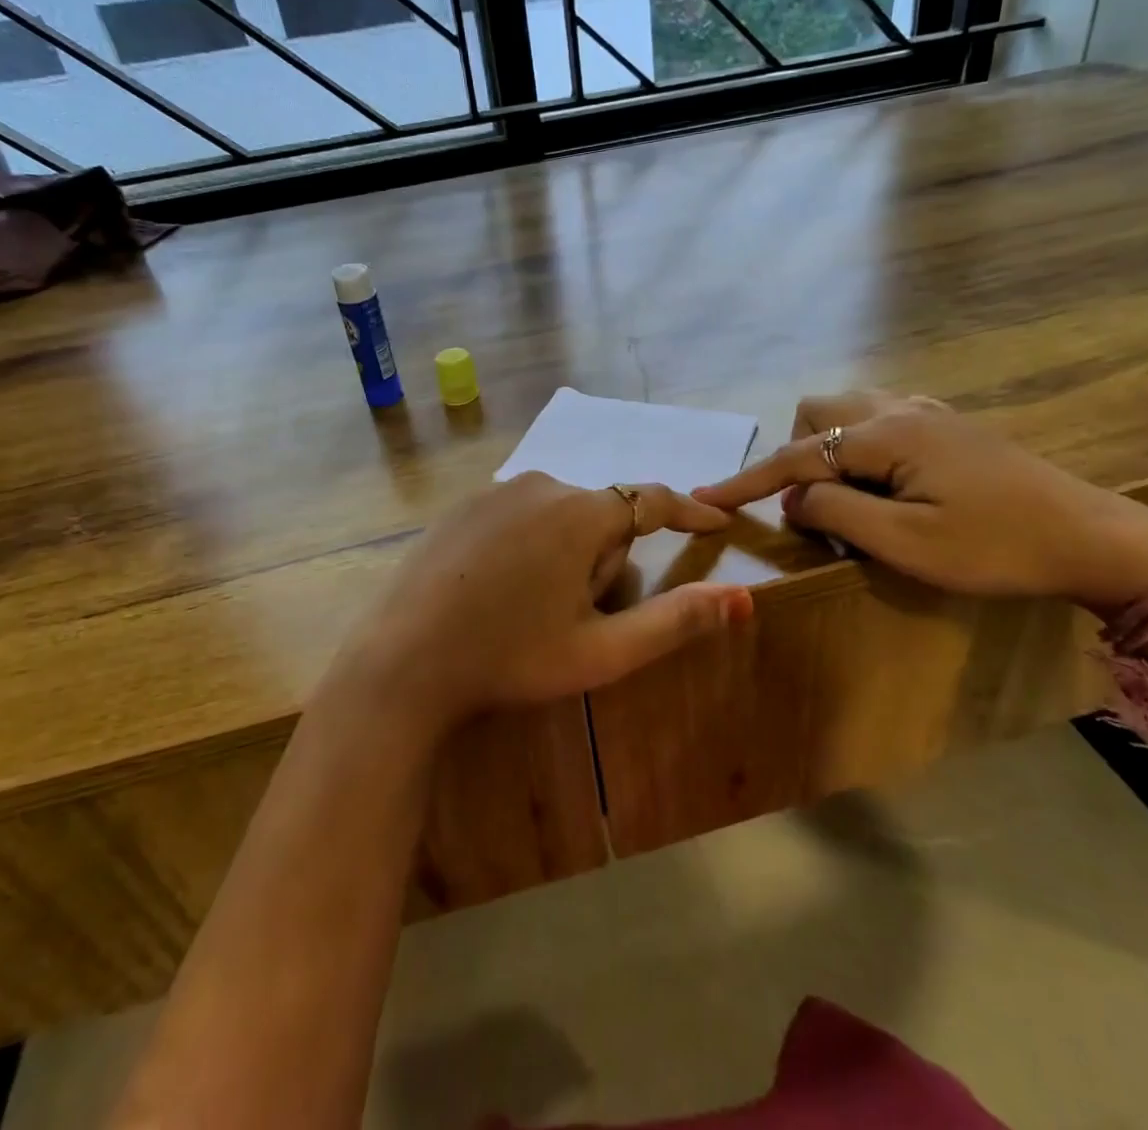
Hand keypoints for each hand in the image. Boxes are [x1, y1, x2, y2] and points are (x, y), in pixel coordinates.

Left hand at [324, 472, 751, 733]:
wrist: (403, 661)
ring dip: (566, 553)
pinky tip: (497, 590)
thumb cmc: (510, 658)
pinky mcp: (462, 506)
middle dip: (605, 559)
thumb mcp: (601, 651)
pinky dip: (527, 545)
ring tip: (532, 608)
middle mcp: (540, 485)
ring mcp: (494, 492)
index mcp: (579, 514)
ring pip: (559, 516)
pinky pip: (519, 516)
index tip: (715, 523)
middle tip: (574, 616)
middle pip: (601, 517)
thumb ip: (676, 621)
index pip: (652, 501)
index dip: (688, 513)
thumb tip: (743, 599)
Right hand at [693, 392, 1147, 611]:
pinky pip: (877, 418)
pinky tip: (886, 482)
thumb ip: (836, 512)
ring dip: (828, 449)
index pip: (796, 455)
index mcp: (885, 435)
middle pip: (816, 412)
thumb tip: (795, 496)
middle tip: (820, 506)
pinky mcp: (946, 425)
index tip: (707, 497)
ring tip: (851, 498)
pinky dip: (858, 446)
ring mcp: (926, 412)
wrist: (1090, 537)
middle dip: (799, 455)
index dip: (748, 479)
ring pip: (846, 410)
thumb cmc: (995, 548)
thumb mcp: (906, 543)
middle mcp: (898, 409)